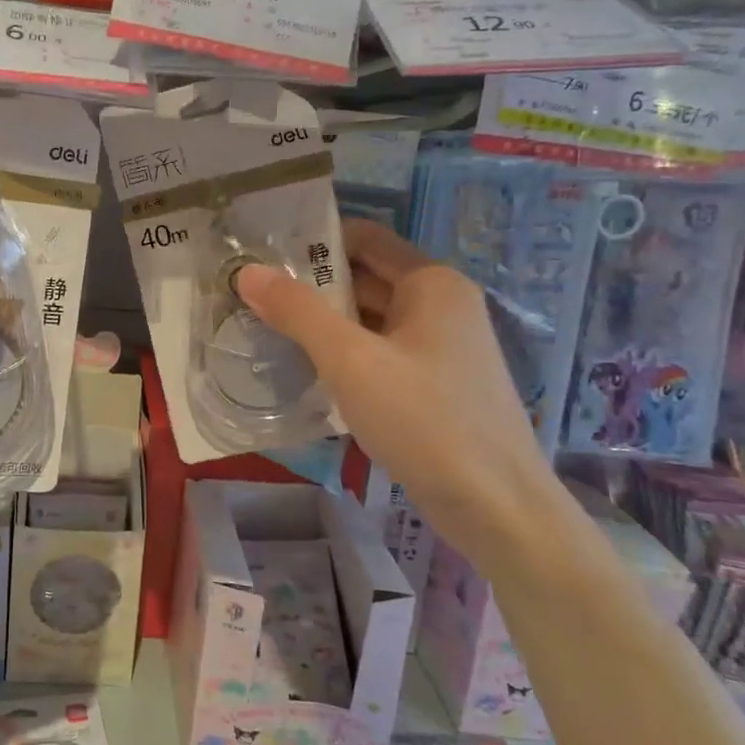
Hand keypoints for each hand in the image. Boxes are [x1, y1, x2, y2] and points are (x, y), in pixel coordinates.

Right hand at [235, 219, 557, 572]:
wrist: (497, 508)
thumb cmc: (425, 420)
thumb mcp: (351, 361)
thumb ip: (298, 312)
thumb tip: (247, 272)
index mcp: (431, 283)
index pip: (364, 237)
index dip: (314, 240)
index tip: (263, 253)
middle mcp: (442, 304)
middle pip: (366, 277)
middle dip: (311, 285)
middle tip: (251, 295)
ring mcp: (442, 347)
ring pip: (371, 319)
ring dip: (325, 322)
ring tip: (266, 327)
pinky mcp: (436, 385)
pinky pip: (381, 352)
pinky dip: (346, 354)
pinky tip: (308, 369)